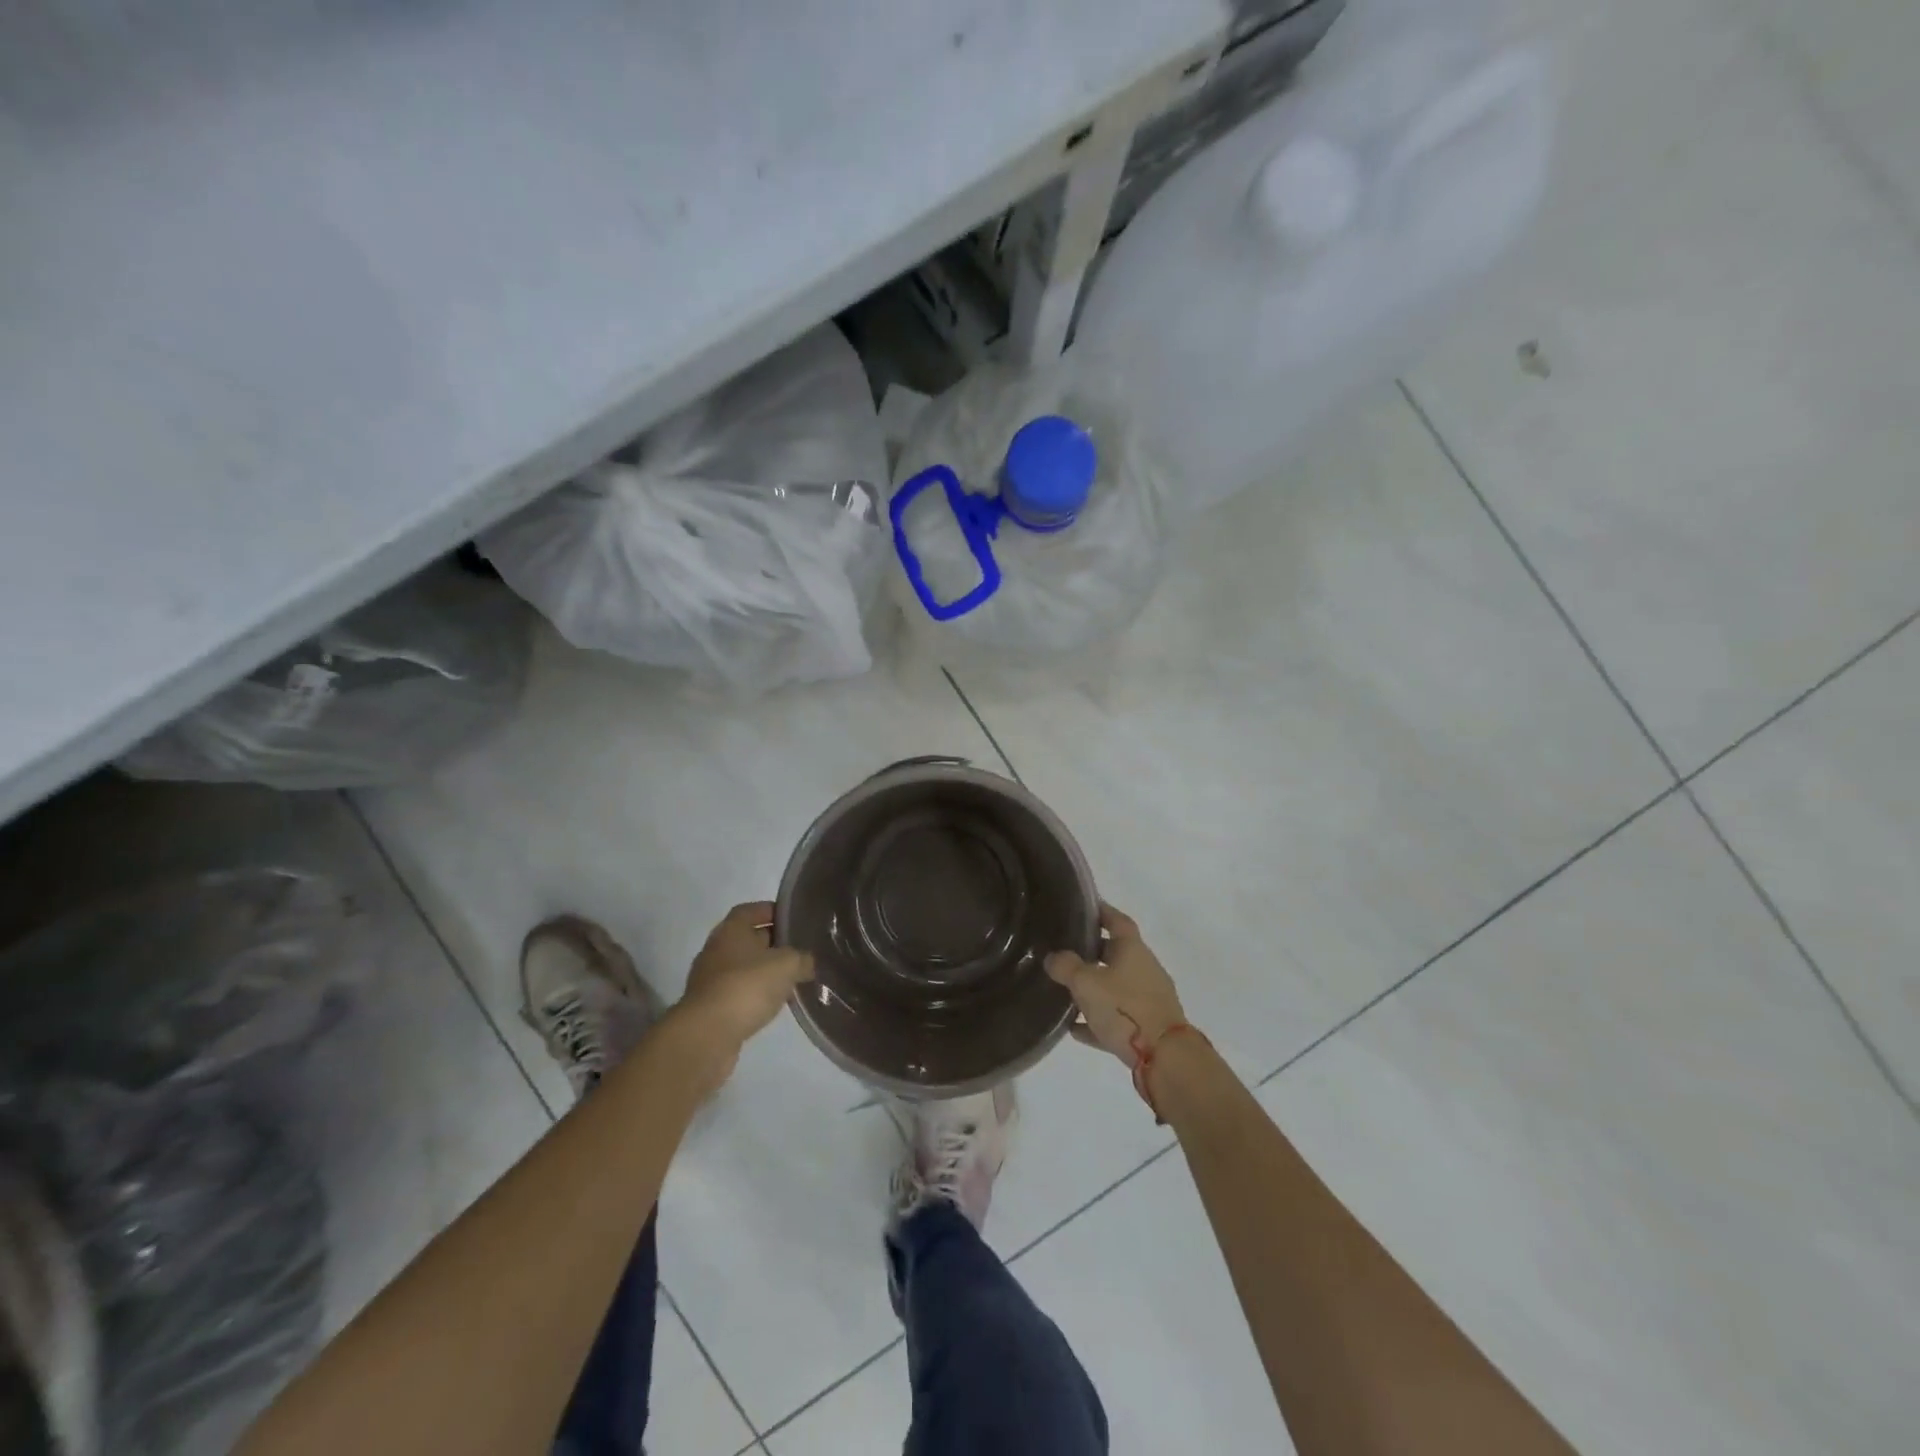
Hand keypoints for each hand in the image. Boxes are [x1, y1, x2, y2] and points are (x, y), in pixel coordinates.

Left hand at [673, 902, 813, 1082]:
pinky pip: (739, 992)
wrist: (707, 1034)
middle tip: (800, 950)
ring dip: (765, 971)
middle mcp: (717, 950)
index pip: (750, 910)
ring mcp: (711, 980)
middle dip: (773, 943)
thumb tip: (808, 962)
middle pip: (747, 939)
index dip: (770, 911)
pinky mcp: (711, 1007)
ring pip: (744, 968)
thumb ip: (802, 959)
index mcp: (731, 930)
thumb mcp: (787, 965)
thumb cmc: (747, 986)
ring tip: (792, 978)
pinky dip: (756, 994)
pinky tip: (775, 1003)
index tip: (792, 918)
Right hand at [1045, 903, 1185, 1067]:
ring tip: (1065, 990)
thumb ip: (1066, 967)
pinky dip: (1098, 1019)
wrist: (1165, 1058)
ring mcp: (1149, 999)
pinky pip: (1118, 1017)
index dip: (1102, 911)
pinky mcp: (1149, 1027)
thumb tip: (1053, 957)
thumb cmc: (1125, 1009)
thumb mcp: (1086, 984)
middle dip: (1092, 952)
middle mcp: (1144, 969)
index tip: (1084, 906)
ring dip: (1094, 988)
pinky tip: (1075, 1028)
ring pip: (1116, 986)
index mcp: (1133, 950)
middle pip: (1116, 954)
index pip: (1117, 921)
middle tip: (1065, 950)